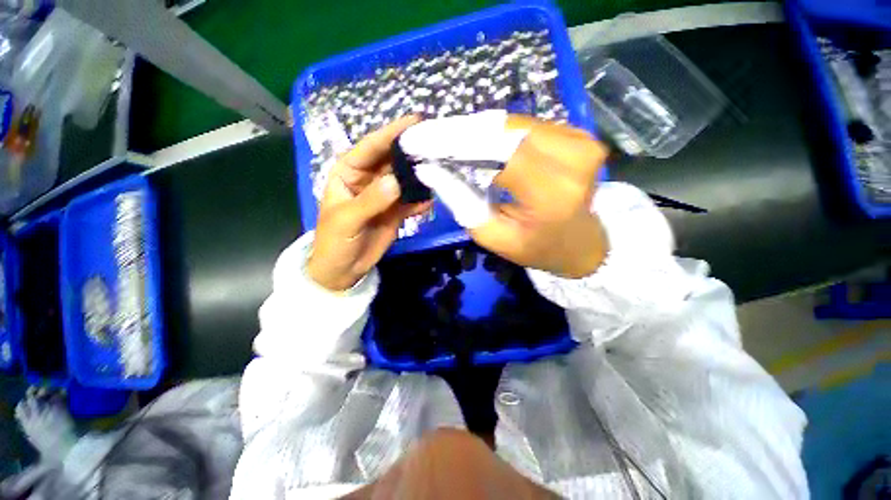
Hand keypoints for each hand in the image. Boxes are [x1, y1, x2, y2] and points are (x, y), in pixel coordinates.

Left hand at [307, 116, 431, 290]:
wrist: (344, 269)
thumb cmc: (334, 241)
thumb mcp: (347, 220)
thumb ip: (370, 200)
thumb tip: (396, 181)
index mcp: (349, 172)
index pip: (371, 147)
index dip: (392, 133)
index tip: (416, 121)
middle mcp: (369, 178)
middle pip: (392, 160)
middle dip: (412, 150)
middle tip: (436, 141)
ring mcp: (385, 195)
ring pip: (405, 179)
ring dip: (420, 174)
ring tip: (440, 167)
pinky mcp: (396, 210)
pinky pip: (411, 201)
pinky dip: (421, 200)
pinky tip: (432, 198)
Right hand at [415, 114, 608, 277]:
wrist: (582, 244)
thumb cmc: (537, 248)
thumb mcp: (494, 236)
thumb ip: (462, 202)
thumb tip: (430, 169)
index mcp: (553, 193)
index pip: (498, 153)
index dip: (456, 143)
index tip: (421, 141)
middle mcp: (573, 159)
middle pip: (505, 131)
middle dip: (461, 132)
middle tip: (427, 136)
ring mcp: (581, 142)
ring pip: (514, 123)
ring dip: (477, 130)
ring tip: (447, 139)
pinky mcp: (579, 135)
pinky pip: (527, 126)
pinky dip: (497, 132)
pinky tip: (476, 141)